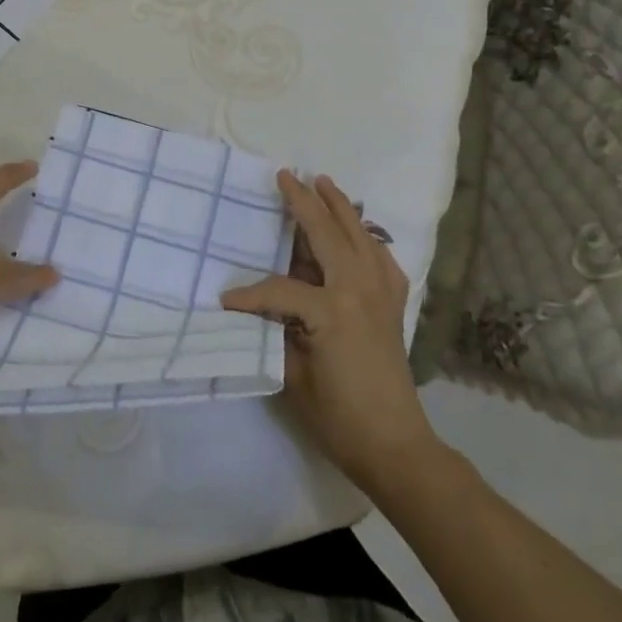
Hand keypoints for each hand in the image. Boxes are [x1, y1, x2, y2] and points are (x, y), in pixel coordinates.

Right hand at [221, 172, 438, 495]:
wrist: (395, 446)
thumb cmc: (339, 417)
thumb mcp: (294, 376)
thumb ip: (277, 332)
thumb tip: (263, 307)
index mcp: (331, 310)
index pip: (280, 288)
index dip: (250, 293)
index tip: (226, 302)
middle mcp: (359, 291)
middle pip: (328, 235)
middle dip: (305, 203)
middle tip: (287, 176)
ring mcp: (381, 294)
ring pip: (360, 236)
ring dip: (341, 207)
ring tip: (324, 183)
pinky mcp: (394, 305)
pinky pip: (382, 259)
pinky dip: (368, 239)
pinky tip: (360, 233)